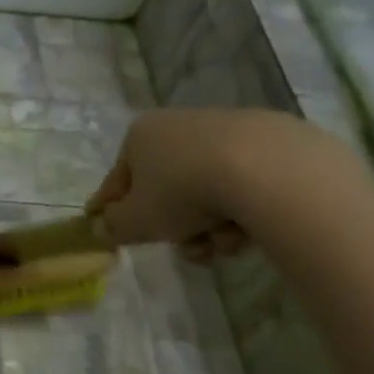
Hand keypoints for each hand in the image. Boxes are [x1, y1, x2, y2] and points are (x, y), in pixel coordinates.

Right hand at [87, 109, 297, 263]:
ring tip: (222, 245)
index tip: (110, 231)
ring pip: (206, 193)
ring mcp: (227, 130)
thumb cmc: (182, 192)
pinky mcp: (270, 142)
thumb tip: (103, 226)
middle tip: (186, 248)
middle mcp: (180, 124)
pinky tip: (248, 230)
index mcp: (141, 135)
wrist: (266, 171)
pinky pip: (242, 187)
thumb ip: (113, 226)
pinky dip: (241, 212)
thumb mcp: (135, 221)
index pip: (118, 179)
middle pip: (167, 189)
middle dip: (175, 227)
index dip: (112, 209)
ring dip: (209, 227)